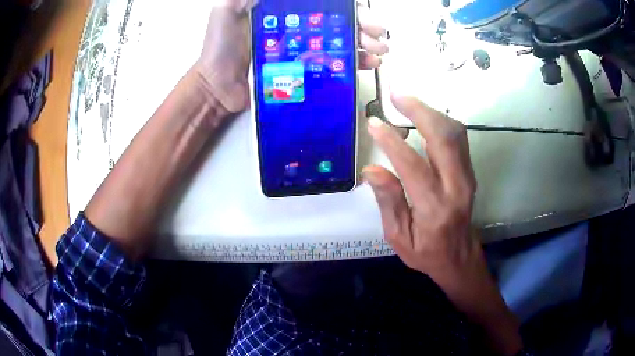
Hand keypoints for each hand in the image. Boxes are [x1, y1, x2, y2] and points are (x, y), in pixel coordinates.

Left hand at [194, 0, 388, 112]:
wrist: (216, 87)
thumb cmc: (218, 48)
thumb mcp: (227, 10)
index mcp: (286, 11)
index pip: (324, 5)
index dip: (347, 7)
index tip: (362, 12)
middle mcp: (299, 27)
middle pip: (339, 21)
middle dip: (364, 24)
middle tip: (379, 33)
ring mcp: (302, 48)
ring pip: (341, 41)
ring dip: (366, 43)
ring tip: (380, 49)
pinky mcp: (303, 70)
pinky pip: (334, 64)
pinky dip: (354, 62)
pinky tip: (368, 62)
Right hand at [364, 95, 522, 354]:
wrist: (459, 257)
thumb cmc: (426, 253)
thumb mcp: (399, 238)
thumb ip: (388, 202)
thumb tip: (372, 169)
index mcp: (435, 208)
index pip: (413, 166)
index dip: (391, 142)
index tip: (374, 123)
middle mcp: (456, 187)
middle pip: (444, 138)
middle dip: (419, 111)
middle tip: (396, 96)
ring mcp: (467, 177)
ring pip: (455, 133)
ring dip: (431, 112)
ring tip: (406, 102)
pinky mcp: (469, 172)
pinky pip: (458, 139)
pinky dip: (441, 122)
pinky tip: (425, 118)